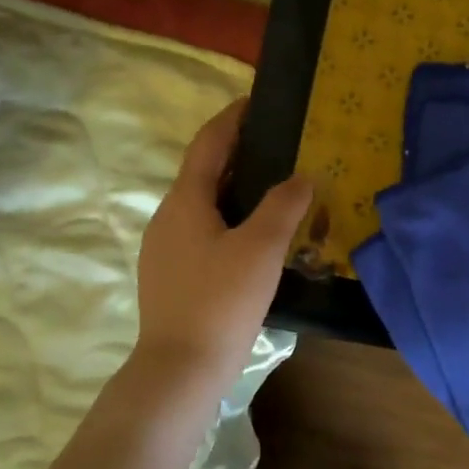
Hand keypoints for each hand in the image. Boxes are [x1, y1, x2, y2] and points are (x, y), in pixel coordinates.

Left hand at [134, 99, 312, 376]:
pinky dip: (231, 218)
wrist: (181, 367)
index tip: (257, 101)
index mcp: (185, 201)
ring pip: (205, 204)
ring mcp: (166, 248)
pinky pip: (204, 230)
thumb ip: (284, 206)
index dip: (232, 118)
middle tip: (281, 146)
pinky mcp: (172, 274)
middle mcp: (168, 217)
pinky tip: (256, 237)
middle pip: (204, 172)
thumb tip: (303, 176)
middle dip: (239, 153)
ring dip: (236, 188)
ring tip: (276, 189)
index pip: (209, 143)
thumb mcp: (261, 249)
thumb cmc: (221, 300)